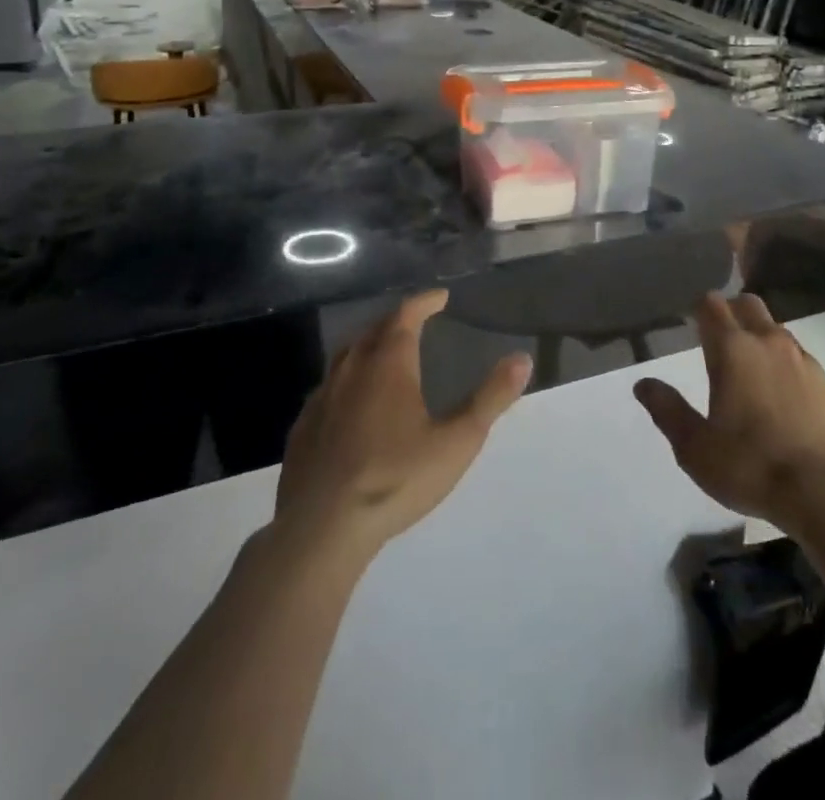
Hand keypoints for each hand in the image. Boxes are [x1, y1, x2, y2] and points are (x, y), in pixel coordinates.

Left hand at [274, 290, 531, 559]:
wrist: (321, 528)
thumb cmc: (396, 478)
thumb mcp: (457, 441)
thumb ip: (490, 398)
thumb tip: (522, 358)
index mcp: (389, 363)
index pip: (405, 315)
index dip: (424, 302)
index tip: (440, 297)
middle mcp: (352, 369)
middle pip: (373, 330)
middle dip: (396, 320)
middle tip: (415, 321)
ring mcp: (321, 398)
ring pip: (346, 356)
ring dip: (368, 346)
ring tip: (385, 353)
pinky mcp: (302, 428)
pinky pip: (327, 388)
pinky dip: (346, 380)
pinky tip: (351, 402)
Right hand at [634, 292, 824, 528]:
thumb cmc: (752, 467)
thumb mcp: (695, 448)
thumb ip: (668, 410)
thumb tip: (643, 384)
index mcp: (733, 350)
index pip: (712, 304)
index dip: (700, 309)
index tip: (692, 324)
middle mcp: (770, 344)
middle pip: (749, 304)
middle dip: (733, 313)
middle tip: (721, 343)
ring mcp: (806, 363)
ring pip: (779, 334)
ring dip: (763, 343)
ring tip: (754, 379)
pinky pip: (805, 366)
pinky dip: (792, 375)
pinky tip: (789, 408)